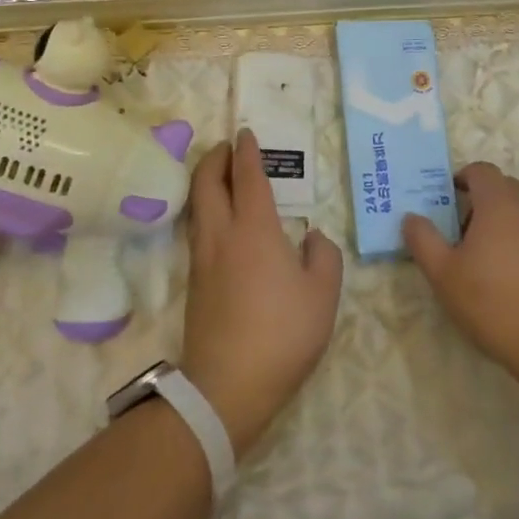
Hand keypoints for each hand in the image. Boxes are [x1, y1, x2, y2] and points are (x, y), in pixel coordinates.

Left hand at [181, 131, 343, 453]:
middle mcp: (222, 235)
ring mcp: (202, 259)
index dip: (247, 152)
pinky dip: (204, 208)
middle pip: (207, 182)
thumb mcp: (323, 294)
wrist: (228, 384)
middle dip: (214, 157)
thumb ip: (324, 256)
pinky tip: (217, 219)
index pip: (247, 177)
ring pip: (197, 205)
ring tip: (219, 174)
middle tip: (226, 146)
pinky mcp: (194, 282)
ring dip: (205, 181)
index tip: (245, 133)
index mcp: (255, 230)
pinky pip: (196, 228)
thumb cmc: (283, 334)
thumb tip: (312, 235)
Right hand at [402, 163, 518, 395]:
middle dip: (484, 202)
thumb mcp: (444, 276)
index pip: (482, 171)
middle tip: (464, 234)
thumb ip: (423, 240)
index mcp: (499, 206)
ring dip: (509, 229)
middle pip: (507, 190)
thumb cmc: (496, 305)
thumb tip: (412, 217)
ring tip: (492, 266)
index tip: (448, 201)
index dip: (463, 178)